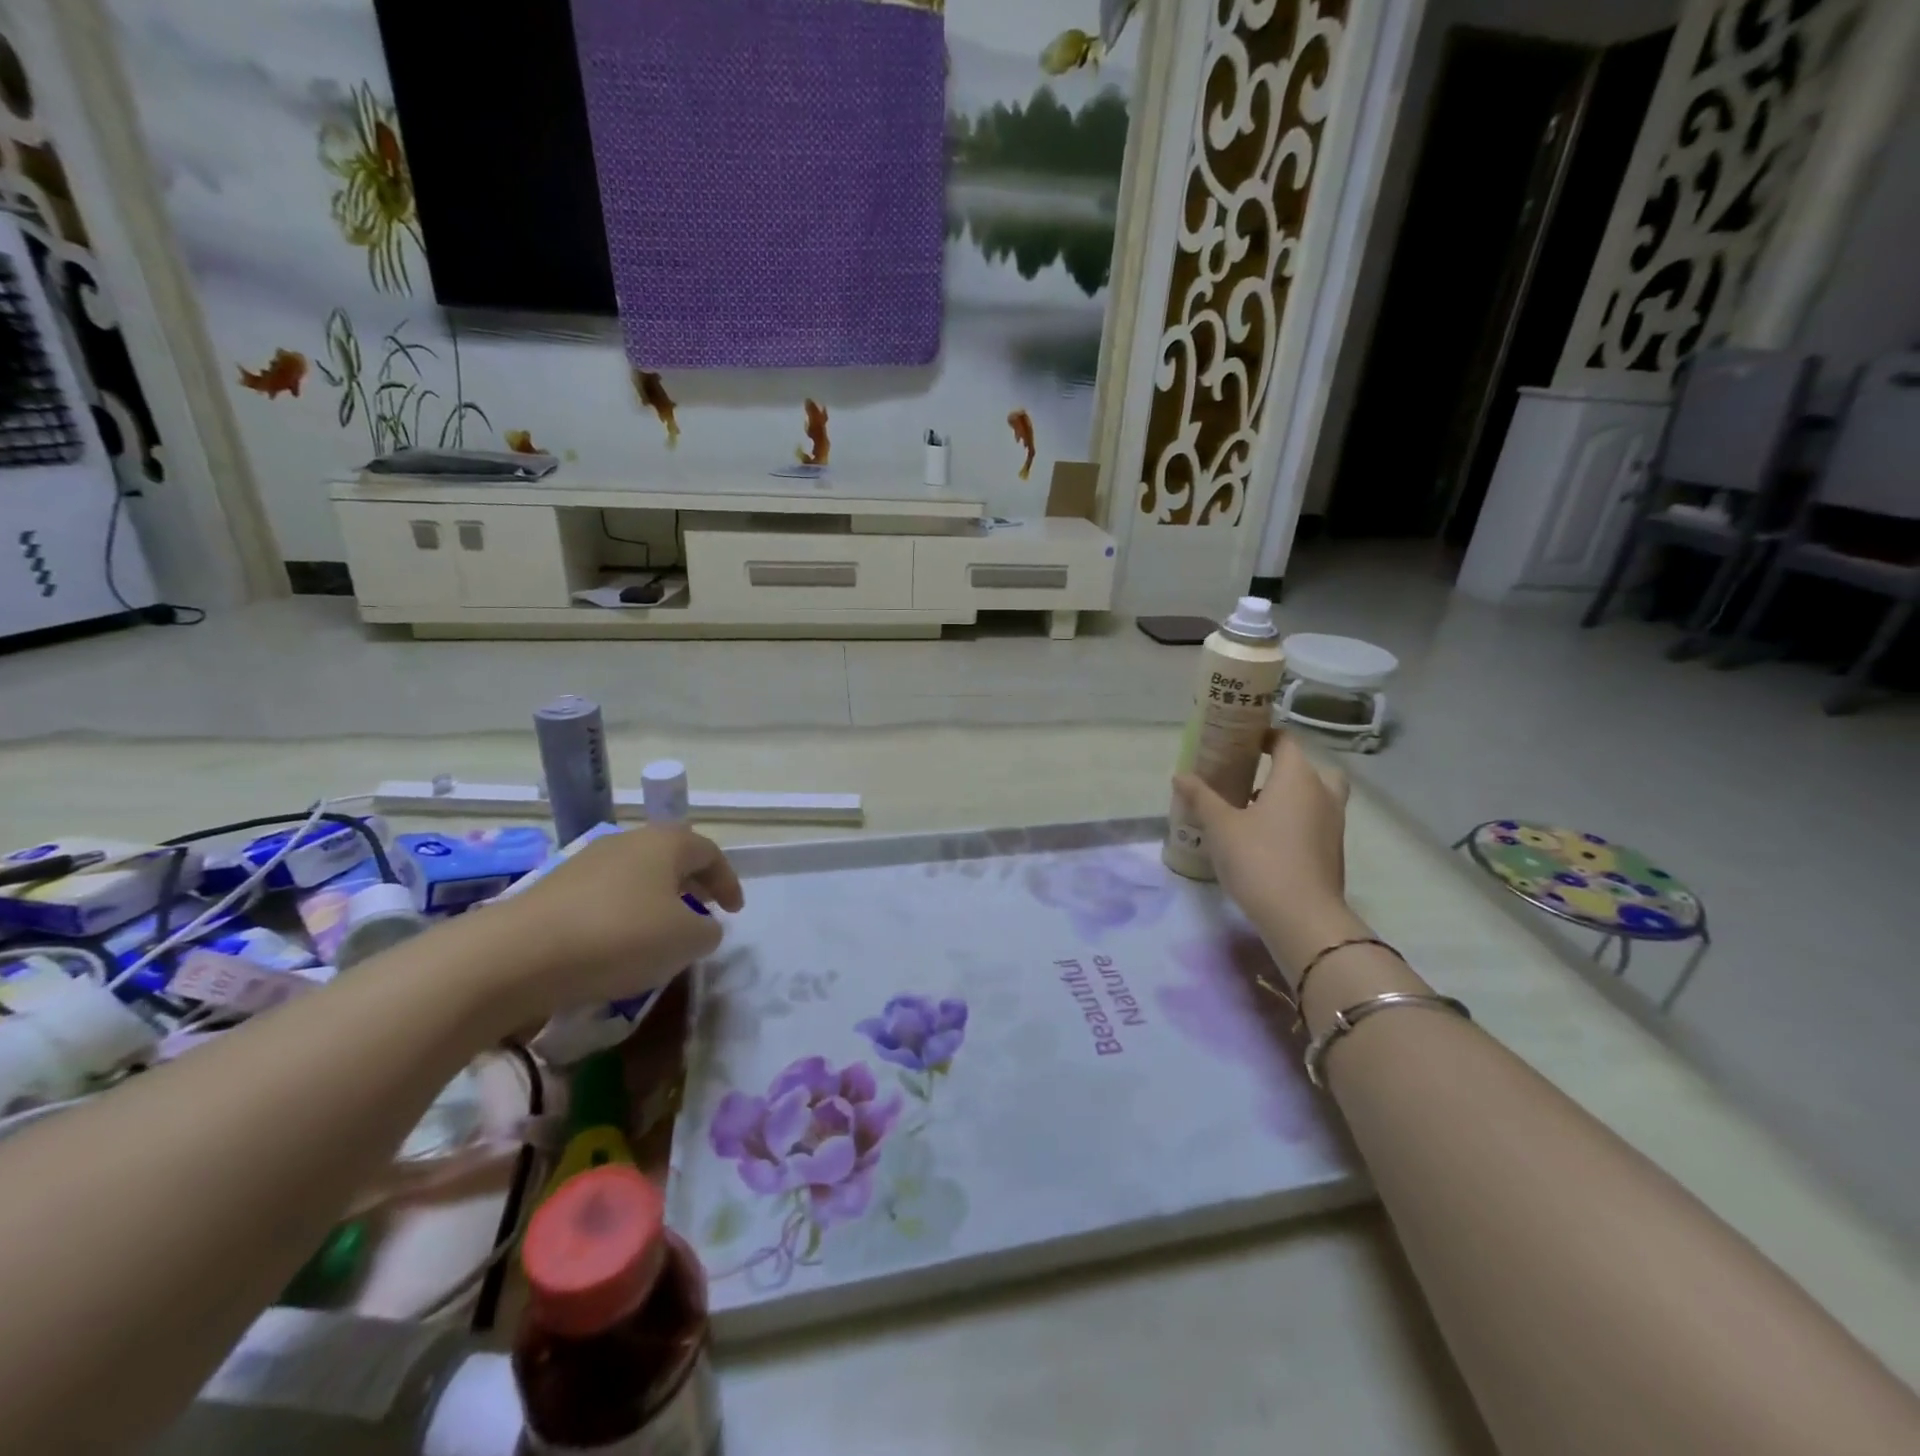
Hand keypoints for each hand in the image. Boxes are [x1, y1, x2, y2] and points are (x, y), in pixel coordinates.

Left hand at [480, 826, 744, 1021]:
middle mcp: (627, 842)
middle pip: (670, 858)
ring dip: (655, 900)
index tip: (735, 910)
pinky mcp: (553, 889)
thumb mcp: (685, 941)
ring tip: (660, 933)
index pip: (709, 853)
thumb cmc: (619, 937)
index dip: (727, 881)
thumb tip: (703, 927)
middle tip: (703, 912)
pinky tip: (616, 946)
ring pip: (635, 876)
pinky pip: (604, 897)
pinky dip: (621, 915)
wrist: (516, 955)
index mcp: (666, 843)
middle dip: (691, 885)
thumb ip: (707, 931)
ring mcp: (586, 862)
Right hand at [1173, 732, 1360, 974]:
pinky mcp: (1332, 852)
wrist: (1301, 918)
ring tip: (1252, 811)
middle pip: (1309, 769)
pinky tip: (1265, 840)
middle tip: (1254, 778)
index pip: (1286, 741)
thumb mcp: (1220, 826)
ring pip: (1315, 798)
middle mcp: (1323, 794)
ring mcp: (1333, 825)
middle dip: (1284, 769)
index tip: (1239, 742)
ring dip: (1290, 798)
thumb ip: (1201, 797)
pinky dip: (1295, 823)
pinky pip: (1314, 823)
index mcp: (1297, 777)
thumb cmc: (1259, 859)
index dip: (1264, 737)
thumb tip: (1180, 775)